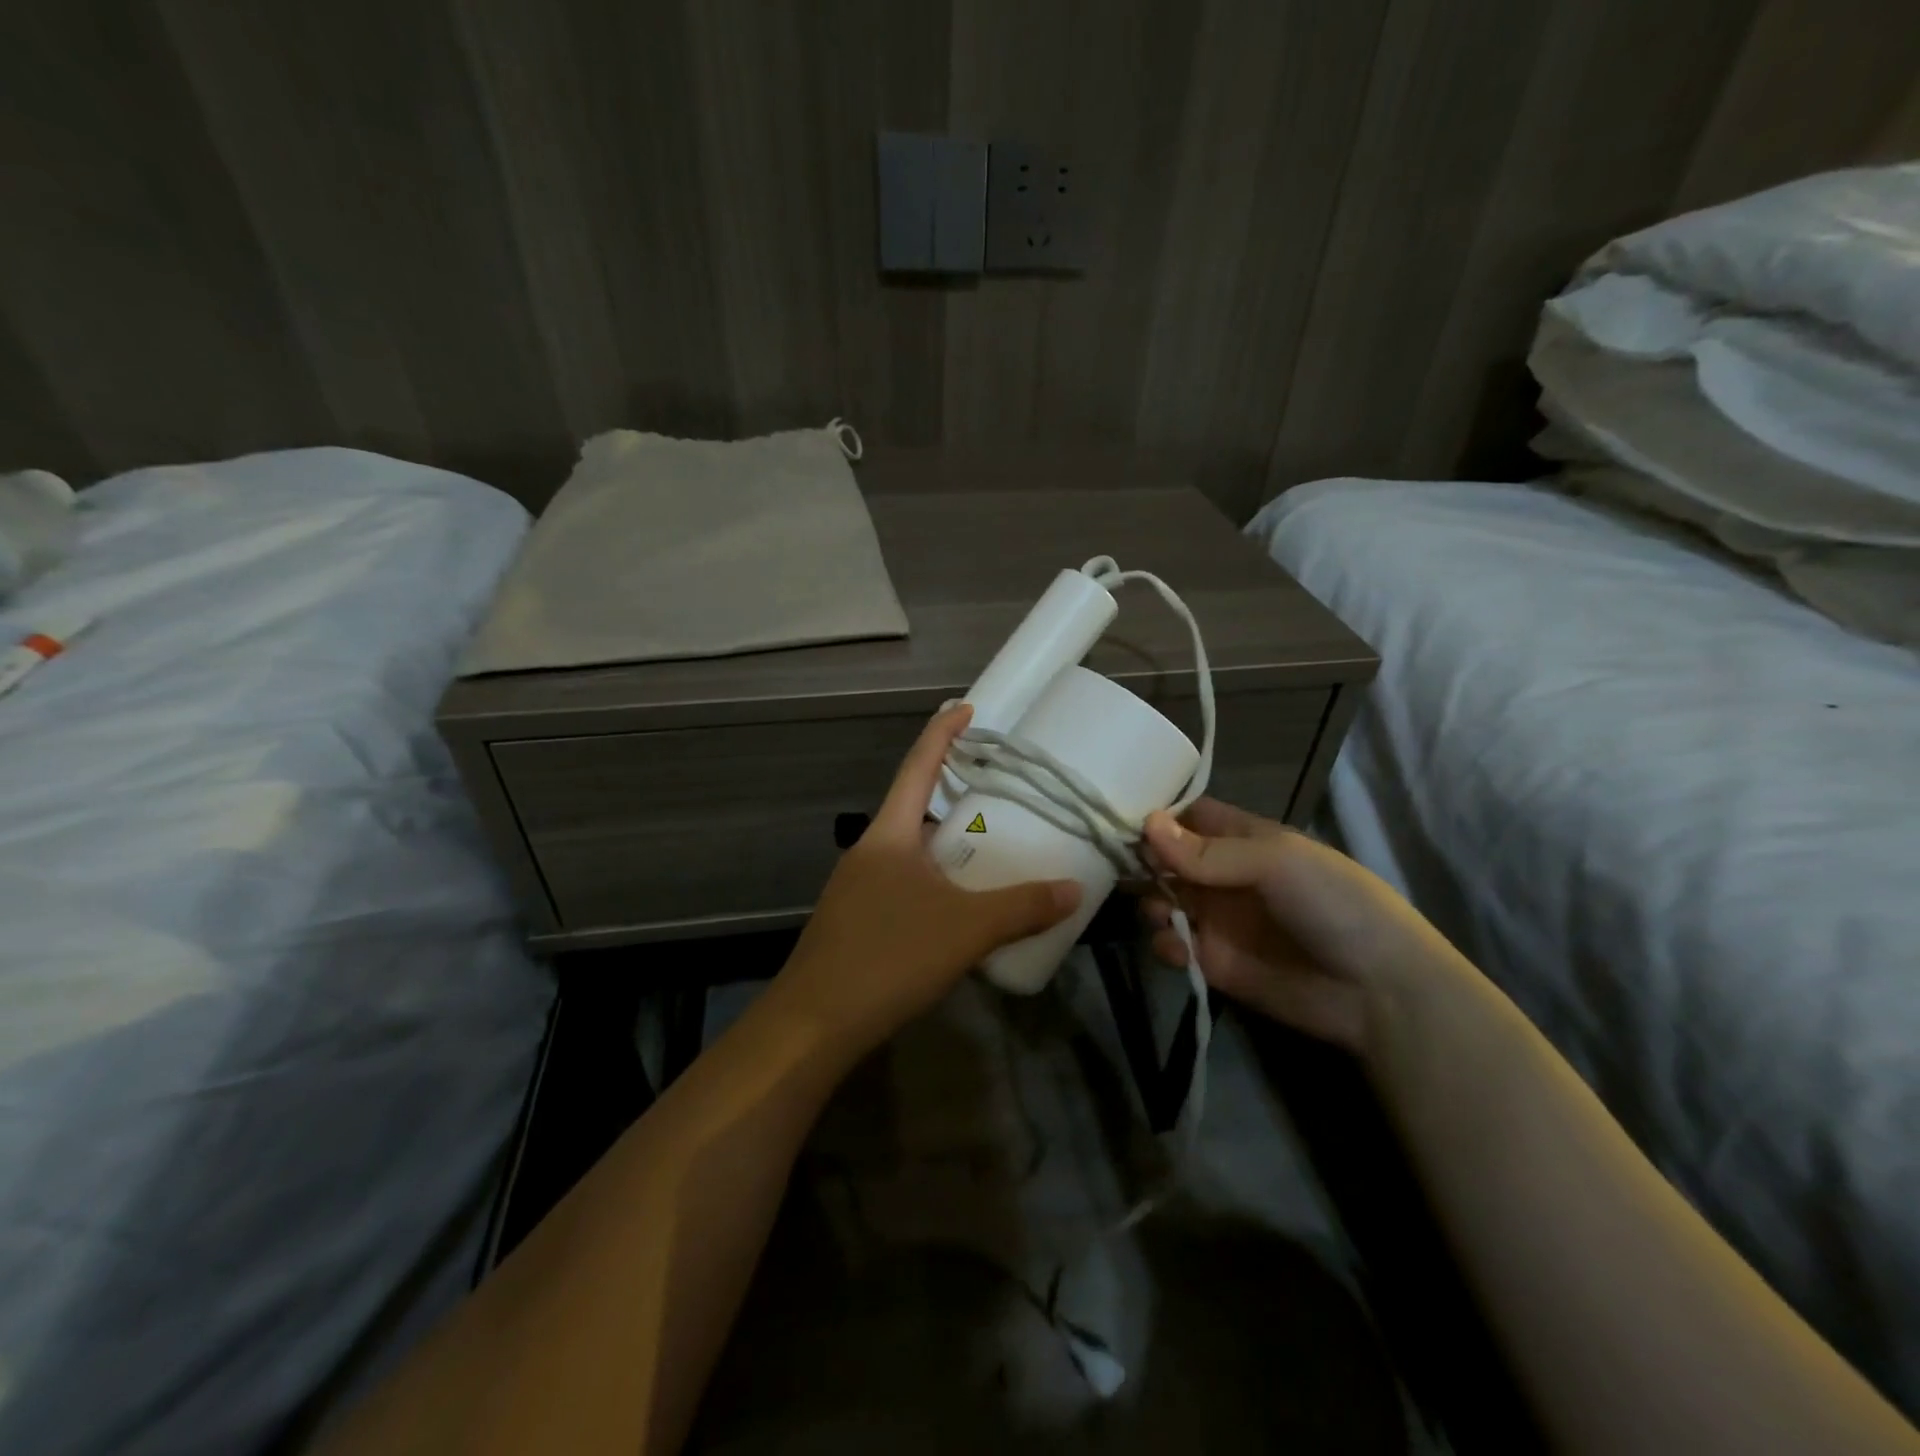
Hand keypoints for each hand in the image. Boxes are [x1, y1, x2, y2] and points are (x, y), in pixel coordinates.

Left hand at [776, 704, 1080, 1054]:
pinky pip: (903, 883)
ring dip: (944, 842)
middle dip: (951, 792)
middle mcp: (870, 850)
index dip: (942, 733)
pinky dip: (934, 879)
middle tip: (996, 787)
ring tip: (988, 845)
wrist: (813, 1023)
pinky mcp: (857, 920)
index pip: (917, 766)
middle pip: (913, 806)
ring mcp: (858, 886)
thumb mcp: (966, 929)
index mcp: (889, 834)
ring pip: (909, 849)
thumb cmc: (889, 956)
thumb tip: (1074, 890)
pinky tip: (957, 905)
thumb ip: (1022, 907)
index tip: (966, 708)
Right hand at [1138, 798, 1437, 1054]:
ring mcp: (1218, 920)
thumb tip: (1147, 824)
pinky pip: (1174, 945)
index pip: (1191, 817)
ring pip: (1163, 900)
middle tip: (1126, 867)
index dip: (1159, 817)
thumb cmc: (1334, 904)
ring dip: (1152, 901)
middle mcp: (1225, 876)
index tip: (1122, 818)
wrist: (1378, 991)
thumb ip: (1207, 850)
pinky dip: (1165, 943)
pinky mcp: (1213, 962)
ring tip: (1162, 911)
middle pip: (1168, 858)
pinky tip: (1178, 946)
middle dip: (1145, 860)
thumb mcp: (1276, 861)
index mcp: (1245, 840)